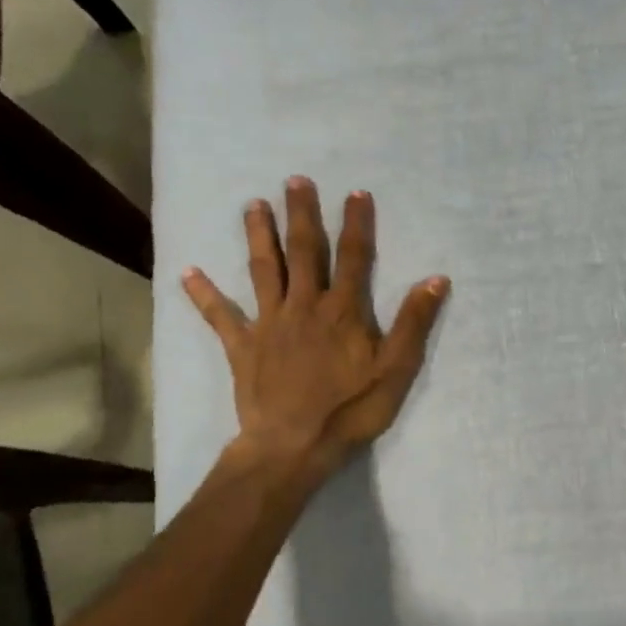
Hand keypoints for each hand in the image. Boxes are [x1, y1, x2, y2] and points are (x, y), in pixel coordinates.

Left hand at [184, 177, 449, 486]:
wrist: (294, 445)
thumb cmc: (351, 408)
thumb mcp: (397, 368)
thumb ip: (414, 322)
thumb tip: (436, 279)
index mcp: (343, 311)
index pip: (355, 258)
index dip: (357, 224)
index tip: (356, 192)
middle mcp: (304, 306)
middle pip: (304, 253)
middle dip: (302, 215)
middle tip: (295, 181)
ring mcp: (269, 324)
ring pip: (263, 271)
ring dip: (259, 237)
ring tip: (253, 205)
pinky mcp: (243, 347)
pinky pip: (221, 316)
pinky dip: (204, 295)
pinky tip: (188, 272)